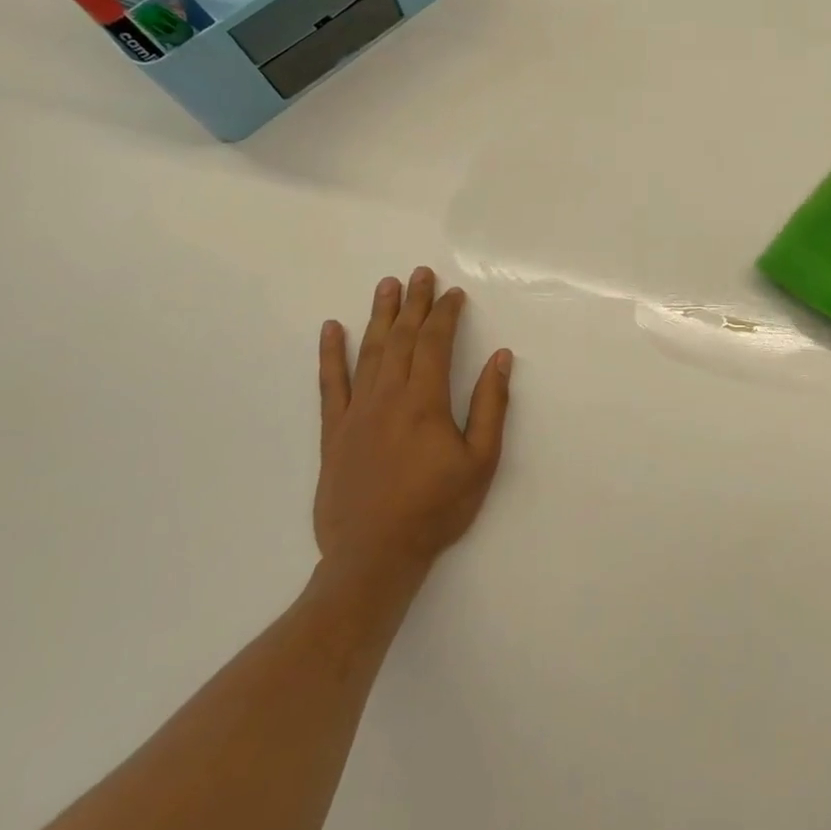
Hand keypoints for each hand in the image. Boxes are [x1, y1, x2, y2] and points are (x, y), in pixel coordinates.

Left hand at [314, 267, 512, 592]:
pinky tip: (331, 329)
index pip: (434, 343)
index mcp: (424, 401)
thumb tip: (500, 358)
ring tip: (386, 286)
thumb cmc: (436, 508)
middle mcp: (387, 396)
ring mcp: (356, 412)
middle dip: (413, 303)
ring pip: (368, 351)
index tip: (453, 294)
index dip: (444, 314)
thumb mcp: (481, 461)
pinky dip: (330, 354)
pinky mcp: (333, 432)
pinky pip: (330, 384)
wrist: (374, 556)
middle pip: (400, 337)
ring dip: (379, 315)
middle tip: (420, 273)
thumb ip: (490, 405)